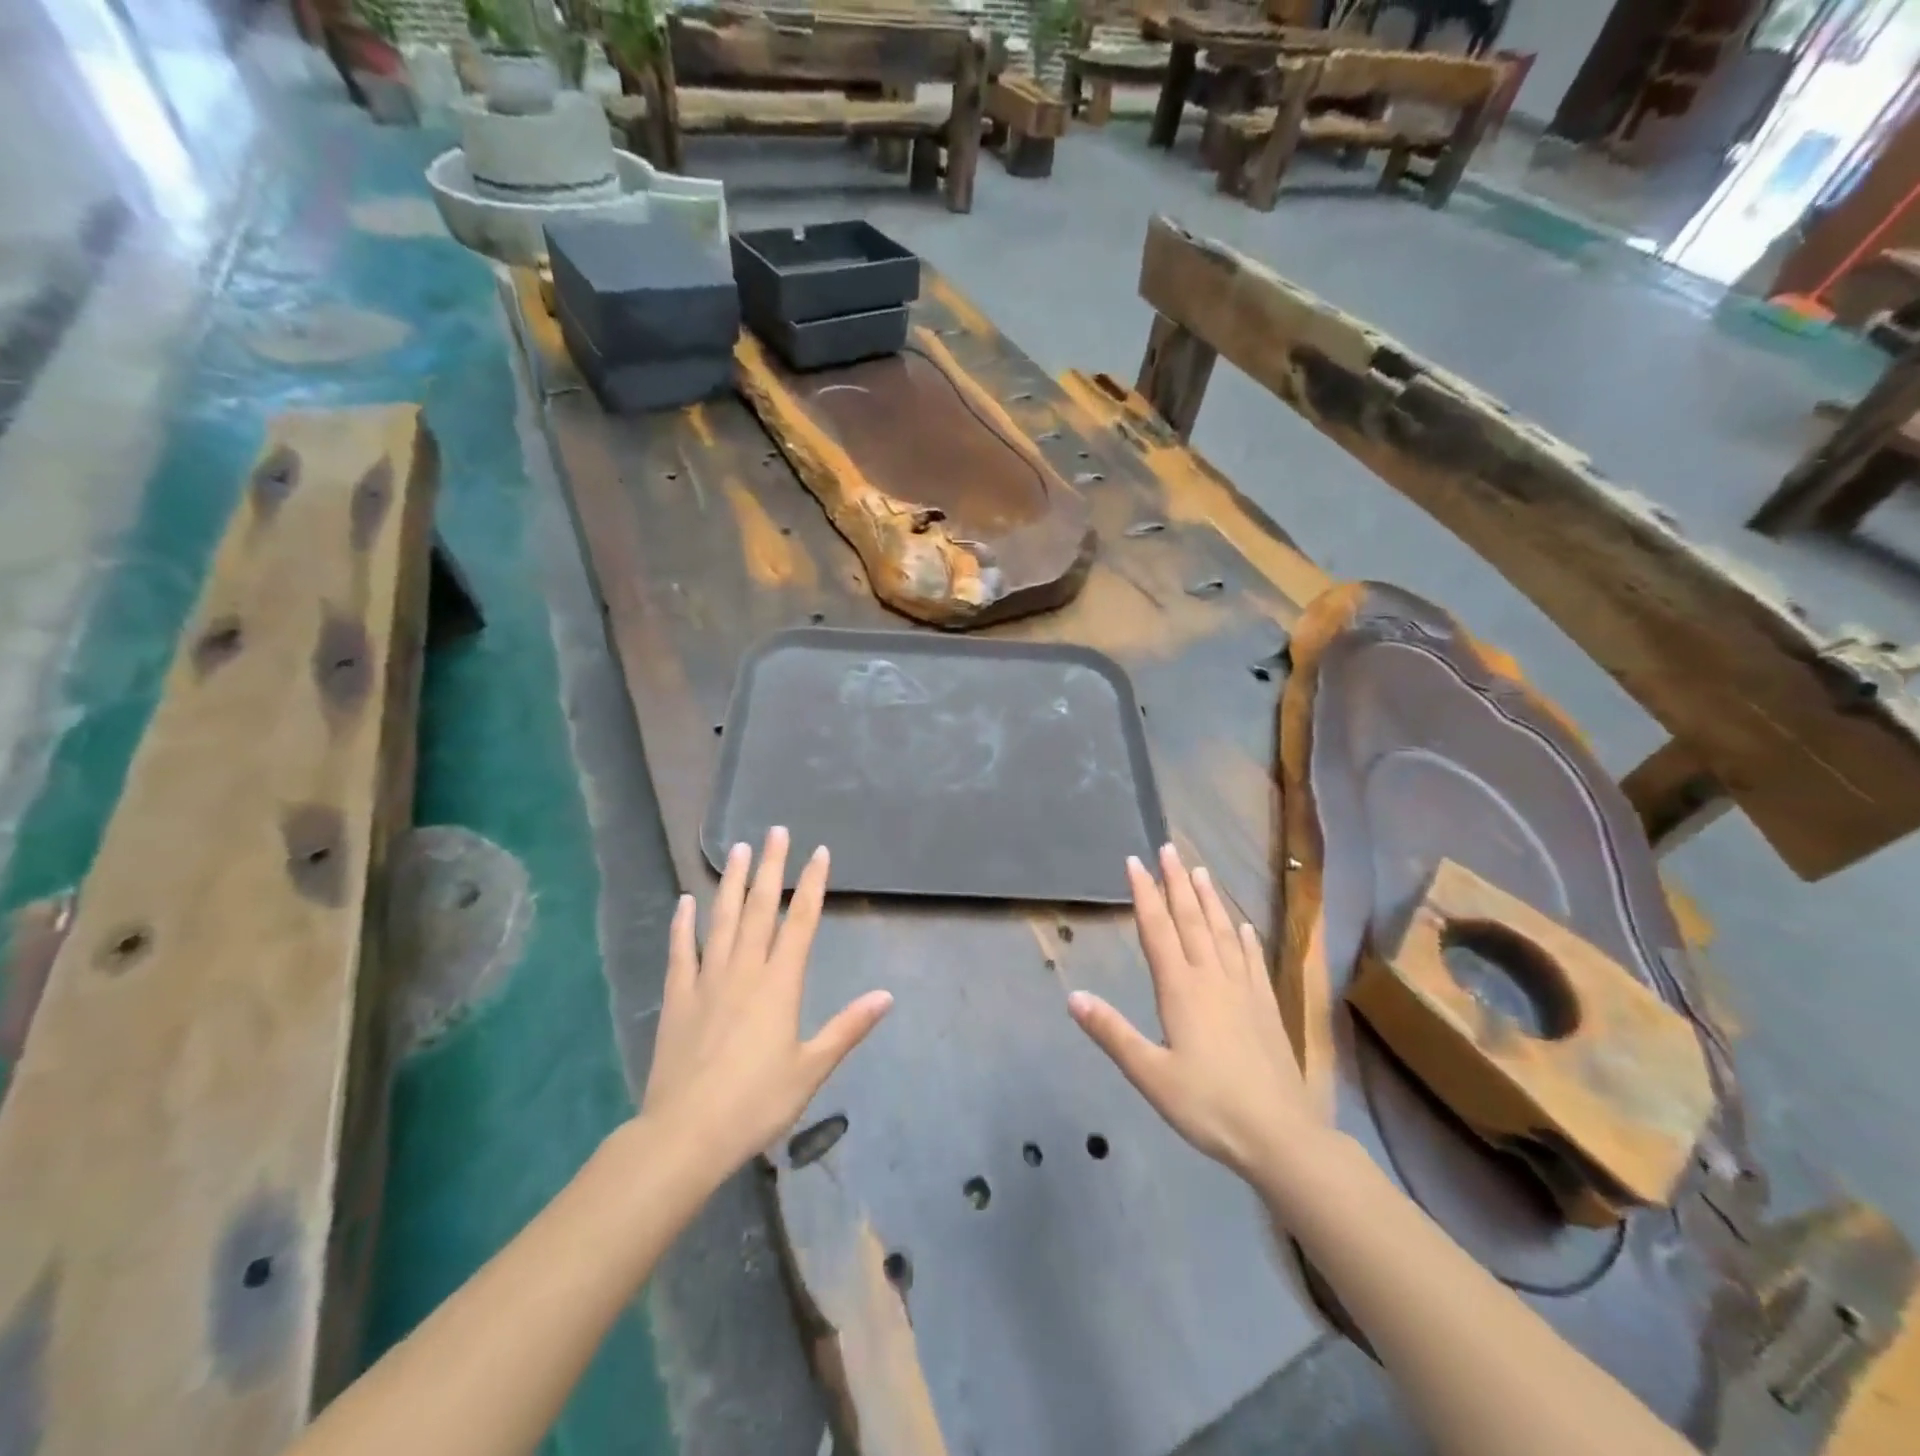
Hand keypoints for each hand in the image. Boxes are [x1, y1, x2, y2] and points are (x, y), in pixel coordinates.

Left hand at [640, 827, 892, 1178]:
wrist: (686, 1134)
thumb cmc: (756, 1102)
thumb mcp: (812, 1068)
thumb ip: (848, 1028)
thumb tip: (887, 995)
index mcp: (780, 984)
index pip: (801, 922)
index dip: (813, 885)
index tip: (819, 852)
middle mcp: (745, 971)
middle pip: (761, 909)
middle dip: (772, 867)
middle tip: (776, 831)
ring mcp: (707, 980)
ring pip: (722, 920)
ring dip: (733, 883)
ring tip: (738, 849)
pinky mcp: (677, 998)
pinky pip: (681, 951)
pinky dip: (683, 924)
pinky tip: (685, 901)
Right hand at [1069, 844, 1317, 1183]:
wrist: (1280, 1135)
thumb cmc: (1208, 1105)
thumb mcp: (1150, 1074)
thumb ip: (1111, 1033)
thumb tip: (1073, 996)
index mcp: (1180, 989)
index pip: (1157, 929)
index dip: (1144, 894)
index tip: (1135, 862)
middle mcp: (1212, 978)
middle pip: (1191, 919)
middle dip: (1177, 882)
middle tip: (1169, 848)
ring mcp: (1243, 989)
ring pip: (1222, 932)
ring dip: (1209, 899)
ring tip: (1201, 871)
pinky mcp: (1266, 1006)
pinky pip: (1252, 959)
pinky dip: (1244, 937)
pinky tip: (1242, 925)